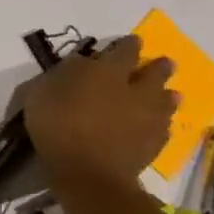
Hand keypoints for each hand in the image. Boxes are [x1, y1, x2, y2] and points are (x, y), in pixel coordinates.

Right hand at [21, 35, 177, 188]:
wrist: (88, 172)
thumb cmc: (57, 124)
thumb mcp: (42, 90)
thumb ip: (63, 74)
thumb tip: (80, 65)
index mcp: (107, 72)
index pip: (124, 52)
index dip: (129, 45)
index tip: (134, 40)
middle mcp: (134, 91)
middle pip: (154, 75)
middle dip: (159, 68)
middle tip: (166, 63)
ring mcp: (148, 120)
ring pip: (165, 102)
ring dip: (168, 96)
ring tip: (172, 94)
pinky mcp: (153, 146)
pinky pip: (164, 128)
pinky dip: (163, 122)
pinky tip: (160, 124)